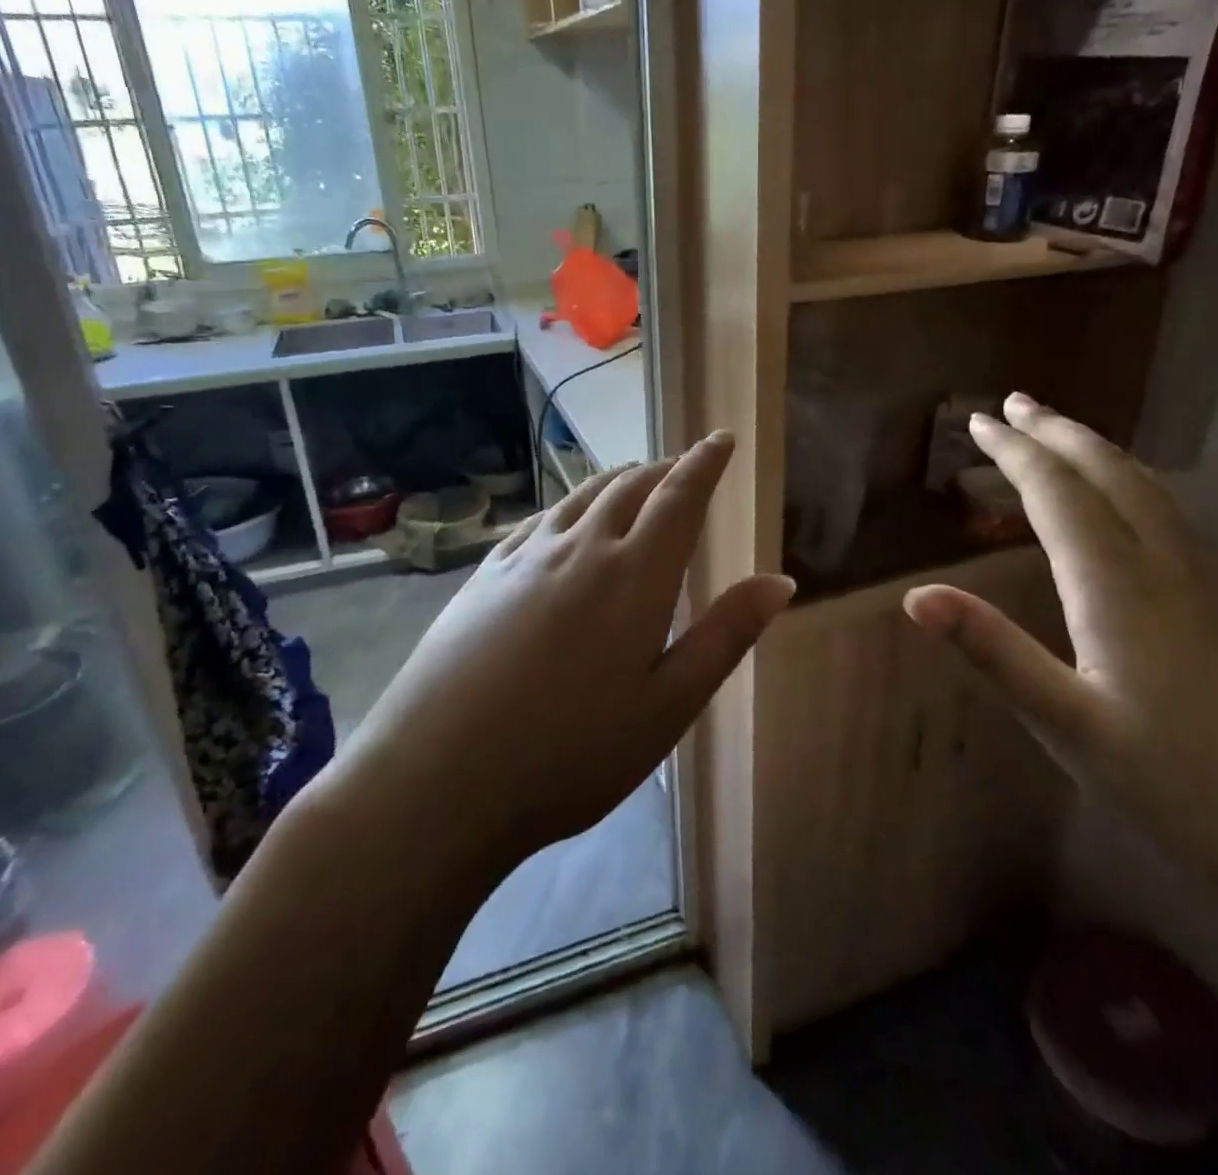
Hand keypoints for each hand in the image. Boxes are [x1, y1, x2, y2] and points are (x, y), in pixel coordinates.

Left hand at [340, 432, 793, 866]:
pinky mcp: (485, 575)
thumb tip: (781, 581)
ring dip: (617, 479)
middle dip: (664, 469)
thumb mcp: (667, 706)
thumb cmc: (570, 754)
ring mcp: (525, 557)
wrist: (436, 779)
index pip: (679, 497)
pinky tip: (566, 518)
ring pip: (582, 496)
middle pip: (630, 487)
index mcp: (634, 575)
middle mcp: (581, 548)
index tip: (721, 439)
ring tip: (636, 478)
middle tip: (685, 465)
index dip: (704, 463)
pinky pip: (540, 519)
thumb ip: (725, 636)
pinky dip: (570, 504)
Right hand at [904, 394, 1217, 930]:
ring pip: (1154, 491)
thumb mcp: (1072, 730)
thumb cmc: (1194, 792)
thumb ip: (994, 653)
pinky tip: (1140, 512)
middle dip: (1059, 432)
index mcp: (1120, 587)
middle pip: (1111, 473)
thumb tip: (915, 597)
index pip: (1057, 493)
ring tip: (1068, 438)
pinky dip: (1140, 488)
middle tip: (1018, 404)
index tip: (980, 420)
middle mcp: (1173, 565)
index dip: (1014, 451)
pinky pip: (1182, 521)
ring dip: (1101, 453)